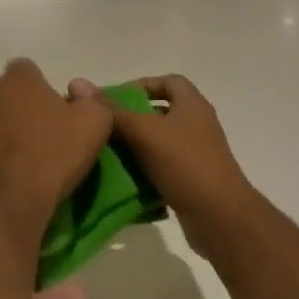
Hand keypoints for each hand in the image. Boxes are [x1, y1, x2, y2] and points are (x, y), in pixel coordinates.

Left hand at [0, 60, 112, 244]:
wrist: (9, 204)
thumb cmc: (54, 158)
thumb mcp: (96, 124)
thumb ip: (91, 99)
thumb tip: (77, 92)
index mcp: (18, 79)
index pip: (27, 70)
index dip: (39, 90)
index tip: (51, 116)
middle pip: (1, 93)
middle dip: (13, 108)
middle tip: (32, 139)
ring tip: (10, 160)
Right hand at [75, 74, 256, 255]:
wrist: (220, 217)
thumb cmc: (185, 164)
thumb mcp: (144, 132)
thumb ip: (112, 111)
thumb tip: (79, 83)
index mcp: (192, 105)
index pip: (168, 81)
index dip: (141, 85)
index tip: (113, 100)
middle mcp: (197, 125)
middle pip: (160, 113)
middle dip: (131, 119)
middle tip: (103, 128)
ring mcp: (196, 155)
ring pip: (158, 143)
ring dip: (134, 148)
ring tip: (105, 155)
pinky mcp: (191, 180)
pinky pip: (162, 169)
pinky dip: (143, 172)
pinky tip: (122, 180)